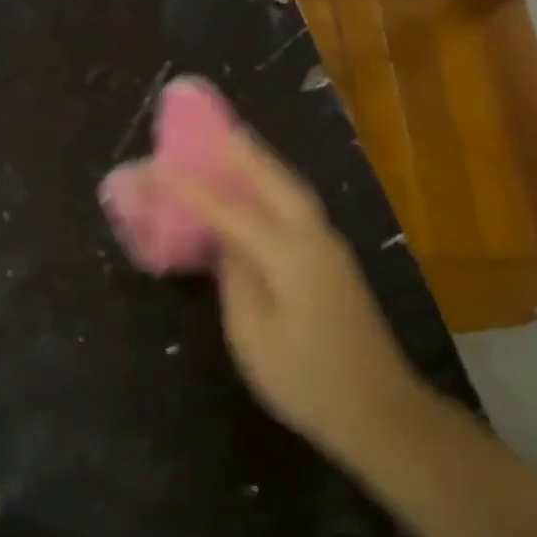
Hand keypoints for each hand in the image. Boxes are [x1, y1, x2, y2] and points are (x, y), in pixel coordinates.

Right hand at [157, 133, 424, 455]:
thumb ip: (236, 280)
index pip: (230, 210)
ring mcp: (329, 248)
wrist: (381, 411)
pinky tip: (256, 192)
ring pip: (290, 191)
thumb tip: (226, 243)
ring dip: (259, 164)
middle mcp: (314, 239)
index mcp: (290, 257)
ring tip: (229, 144)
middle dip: (240, 150)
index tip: (156, 164)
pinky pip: (296, 209)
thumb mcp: (254, 337)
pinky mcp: (333, 261)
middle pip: (273, 181)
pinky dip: (272, 189)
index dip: (191, 187)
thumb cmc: (308, 381)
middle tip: (208, 125)